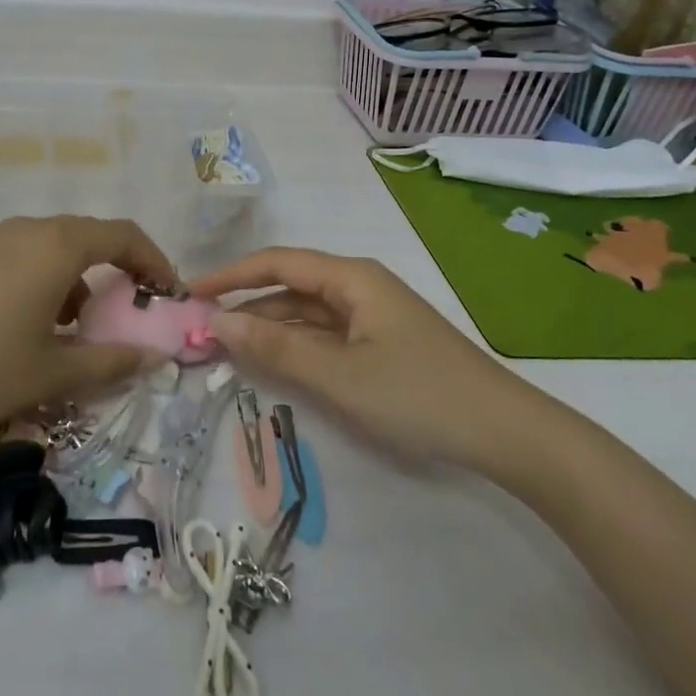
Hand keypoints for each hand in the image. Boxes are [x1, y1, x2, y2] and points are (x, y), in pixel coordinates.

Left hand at [0, 216, 176, 446]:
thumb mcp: (52, 374)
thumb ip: (110, 362)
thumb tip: (152, 357)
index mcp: (55, 247)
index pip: (122, 235)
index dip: (153, 260)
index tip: (167, 292)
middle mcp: (24, 229)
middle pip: (86, 236)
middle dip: (115, 270)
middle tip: (125, 312)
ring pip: (50, 247)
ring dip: (75, 278)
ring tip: (72, 328)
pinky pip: (18, 255)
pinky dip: (41, 279)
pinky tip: (26, 324)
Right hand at [195, 248, 549, 474]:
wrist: (505, 432)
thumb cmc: (419, 395)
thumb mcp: (340, 375)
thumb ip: (277, 348)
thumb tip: (218, 323)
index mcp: (351, 277)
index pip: (277, 263)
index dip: (231, 275)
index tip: (190, 293)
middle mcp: (358, 286)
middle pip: (289, 285)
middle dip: (245, 303)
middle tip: (200, 328)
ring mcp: (371, 316)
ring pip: (306, 312)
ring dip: (268, 327)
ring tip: (225, 347)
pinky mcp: (380, 344)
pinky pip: (325, 335)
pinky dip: (295, 345)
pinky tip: (273, 363)